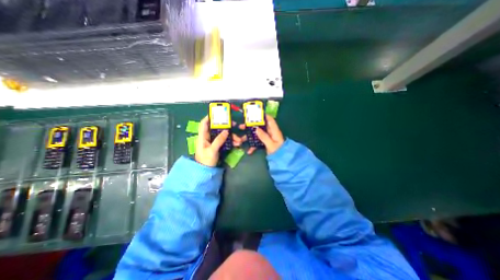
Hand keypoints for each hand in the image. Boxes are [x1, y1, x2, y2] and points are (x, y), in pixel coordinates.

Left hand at [194, 115, 245, 165]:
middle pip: (216, 128)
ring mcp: (213, 141)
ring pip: (223, 135)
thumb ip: (218, 140)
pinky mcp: (218, 145)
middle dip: (226, 127)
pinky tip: (237, 144)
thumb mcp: (212, 150)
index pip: (204, 124)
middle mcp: (208, 137)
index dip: (209, 117)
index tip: (217, 114)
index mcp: (203, 136)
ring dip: (231, 136)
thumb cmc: (206, 160)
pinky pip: (225, 141)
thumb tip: (226, 131)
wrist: (206, 171)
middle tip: (234, 125)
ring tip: (239, 140)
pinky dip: (231, 141)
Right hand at [246, 115, 284, 155]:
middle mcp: (271, 133)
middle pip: (261, 126)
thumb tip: (256, 128)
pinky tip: (249, 151)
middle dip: (251, 126)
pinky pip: (258, 141)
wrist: (281, 160)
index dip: (263, 115)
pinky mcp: (265, 142)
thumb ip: (264, 136)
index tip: (254, 114)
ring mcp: (268, 138)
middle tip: (242, 126)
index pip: (270, 120)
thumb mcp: (271, 145)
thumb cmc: (278, 152)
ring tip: (242, 139)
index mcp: (274, 131)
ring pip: (258, 134)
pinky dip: (254, 145)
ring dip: (250, 136)